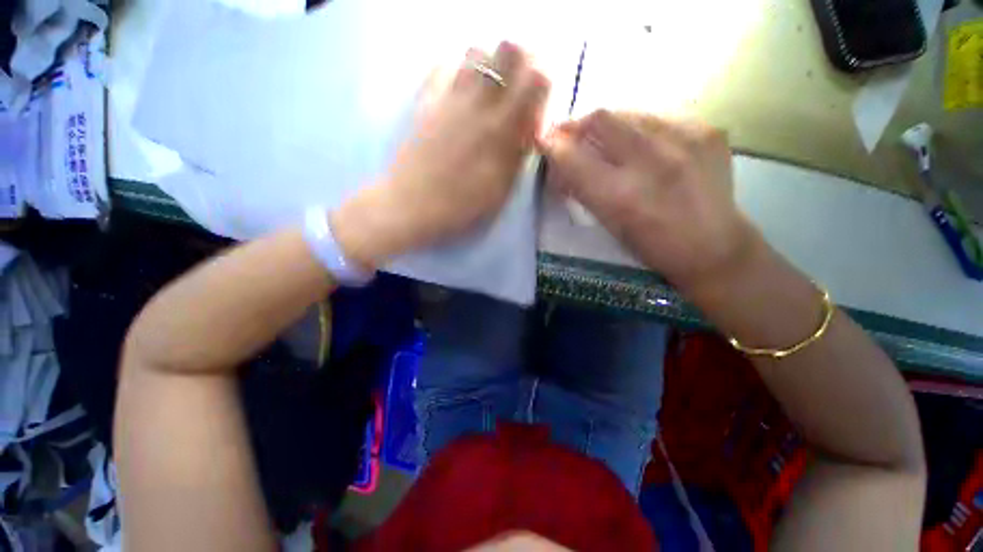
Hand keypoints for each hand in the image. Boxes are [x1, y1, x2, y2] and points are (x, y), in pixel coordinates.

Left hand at [333, 42, 549, 267]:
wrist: (412, 205)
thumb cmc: (461, 206)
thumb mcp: (501, 188)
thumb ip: (518, 152)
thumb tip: (530, 124)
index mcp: (501, 130)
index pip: (537, 78)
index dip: (543, 83)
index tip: (537, 101)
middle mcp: (478, 103)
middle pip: (508, 49)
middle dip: (520, 62)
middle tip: (517, 87)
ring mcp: (448, 98)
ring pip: (476, 50)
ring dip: (490, 64)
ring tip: (488, 92)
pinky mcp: (425, 101)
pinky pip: (443, 66)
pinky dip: (457, 71)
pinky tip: (458, 95)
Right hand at [540, 110, 759, 290]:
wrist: (715, 247)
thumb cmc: (651, 246)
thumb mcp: (607, 224)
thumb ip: (581, 189)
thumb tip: (560, 162)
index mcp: (620, 197)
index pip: (572, 156)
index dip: (552, 144)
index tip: (544, 140)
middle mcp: (651, 162)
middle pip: (600, 118)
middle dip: (578, 125)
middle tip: (573, 136)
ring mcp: (685, 139)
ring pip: (629, 111)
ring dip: (609, 125)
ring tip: (610, 143)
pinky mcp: (708, 129)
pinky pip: (659, 115)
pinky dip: (641, 128)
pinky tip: (645, 146)